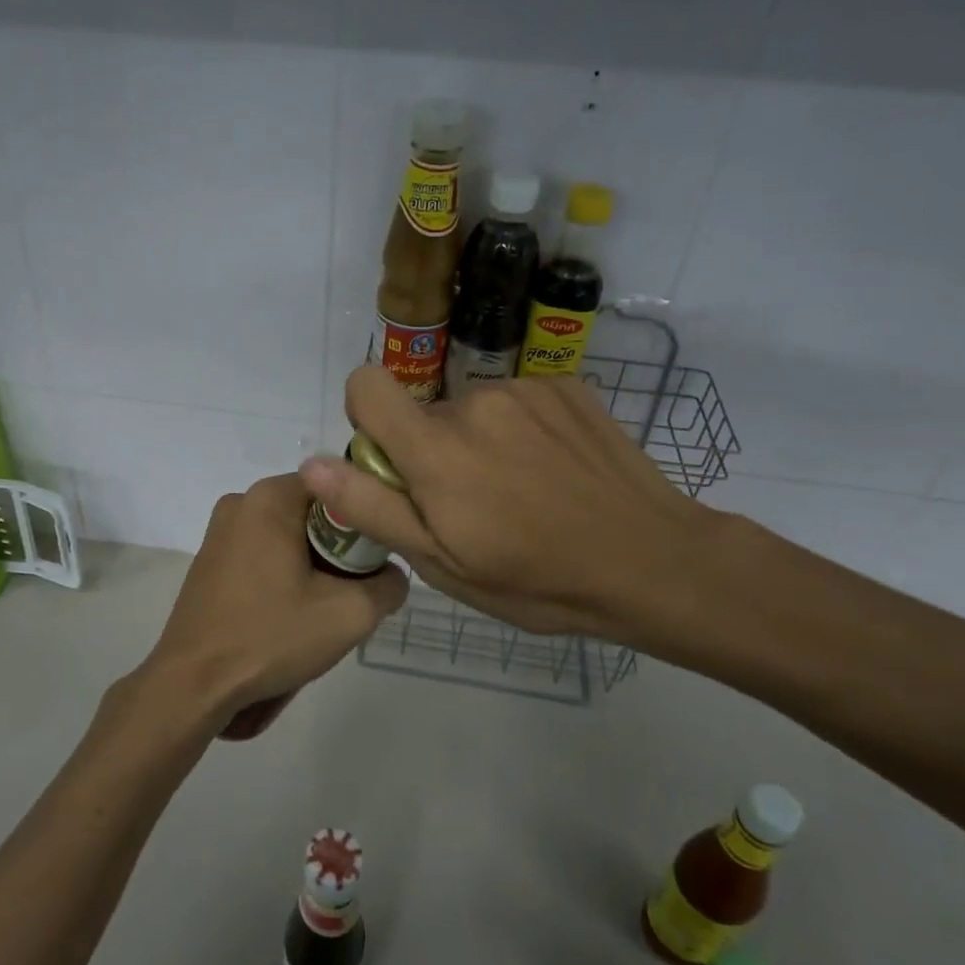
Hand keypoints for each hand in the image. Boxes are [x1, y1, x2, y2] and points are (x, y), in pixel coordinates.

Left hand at [131, 473, 407, 741]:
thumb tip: (391, 575)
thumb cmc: (270, 636)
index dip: (365, 519)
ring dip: (312, 566)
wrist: (193, 683)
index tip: (375, 559)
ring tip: (318, 609)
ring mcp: (219, 531)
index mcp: (270, 497)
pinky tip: (285, 614)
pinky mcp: (209, 560)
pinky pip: (262, 554)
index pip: (338, 486)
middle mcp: (241, 502)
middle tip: (350, 592)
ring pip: (288, 536)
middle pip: (313, 513)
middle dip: (338, 549)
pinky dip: (282, 575)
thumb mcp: (350, 614)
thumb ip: (389, 585)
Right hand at [299, 366, 721, 656]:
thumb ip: (373, 508)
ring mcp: (526, 388)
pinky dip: (520, 430)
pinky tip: (553, 471)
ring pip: (471, 408)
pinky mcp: (566, 386)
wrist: (651, 560)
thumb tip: (313, 466)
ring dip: (479, 441)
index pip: (366, 385)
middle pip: (424, 411)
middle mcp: (476, 401)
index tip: (395, 465)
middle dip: (432, 450)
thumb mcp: (443, 563)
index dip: (367, 419)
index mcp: (438, 448)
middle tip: (473, 505)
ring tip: (521, 491)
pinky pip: (516, 400)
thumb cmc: (536, 579)